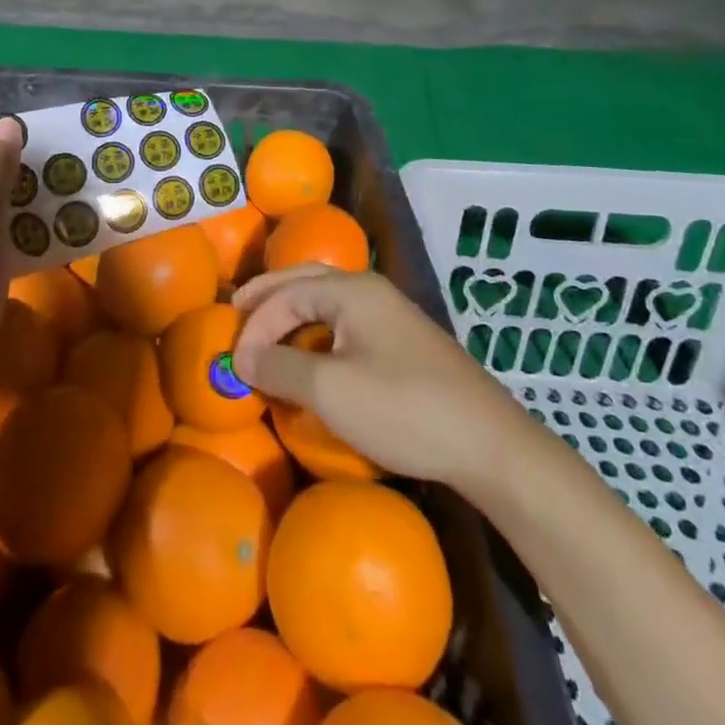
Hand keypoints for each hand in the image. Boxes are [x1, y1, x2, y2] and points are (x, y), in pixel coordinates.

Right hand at [232, 265, 516, 489]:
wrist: (489, 444)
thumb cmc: (402, 408)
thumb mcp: (330, 390)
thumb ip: (280, 366)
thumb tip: (243, 356)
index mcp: (351, 290)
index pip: (286, 293)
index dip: (255, 324)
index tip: (235, 362)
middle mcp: (370, 290)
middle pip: (305, 281)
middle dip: (269, 295)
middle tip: (236, 311)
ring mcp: (391, 315)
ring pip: (327, 302)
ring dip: (292, 313)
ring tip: (267, 333)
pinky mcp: (404, 343)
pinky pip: (346, 324)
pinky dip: (316, 332)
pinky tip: (312, 356)